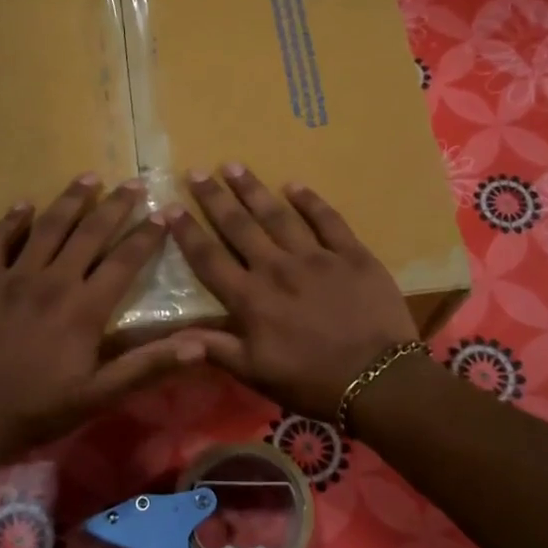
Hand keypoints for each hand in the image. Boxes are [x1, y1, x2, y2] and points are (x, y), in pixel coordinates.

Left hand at [0, 173, 205, 458]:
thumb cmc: (38, 410)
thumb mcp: (99, 396)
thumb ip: (147, 366)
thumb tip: (200, 345)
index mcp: (83, 309)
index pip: (123, 261)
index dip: (146, 236)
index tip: (162, 213)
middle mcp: (51, 282)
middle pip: (88, 233)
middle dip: (114, 206)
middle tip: (132, 183)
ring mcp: (11, 278)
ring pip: (46, 227)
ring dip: (70, 200)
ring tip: (88, 177)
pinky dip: (10, 220)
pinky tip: (22, 205)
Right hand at [167, 164, 417, 419]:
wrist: (378, 380)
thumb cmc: (311, 381)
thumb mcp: (256, 374)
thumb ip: (216, 349)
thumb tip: (174, 336)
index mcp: (251, 299)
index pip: (209, 258)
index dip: (187, 232)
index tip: (169, 207)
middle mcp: (277, 268)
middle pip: (239, 227)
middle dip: (215, 198)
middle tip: (198, 172)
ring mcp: (316, 257)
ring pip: (278, 215)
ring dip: (254, 190)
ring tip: (235, 166)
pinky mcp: (352, 254)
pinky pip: (327, 219)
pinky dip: (310, 201)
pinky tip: (294, 185)